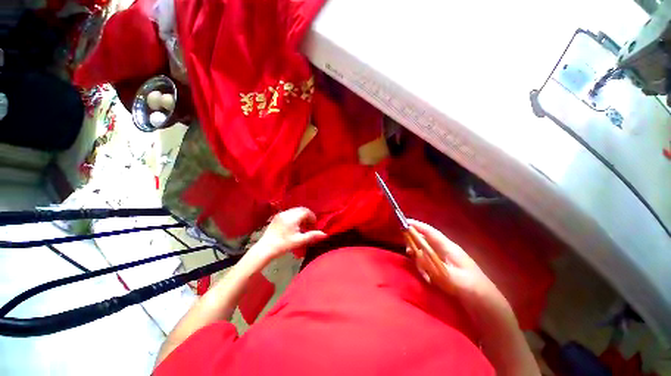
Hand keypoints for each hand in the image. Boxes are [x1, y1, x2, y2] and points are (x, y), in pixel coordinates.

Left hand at [245, 207, 326, 268]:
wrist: (265, 248)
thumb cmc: (283, 245)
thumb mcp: (299, 241)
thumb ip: (312, 236)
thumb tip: (324, 234)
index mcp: (292, 218)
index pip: (306, 212)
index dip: (312, 217)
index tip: (314, 224)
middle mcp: (286, 213)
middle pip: (301, 209)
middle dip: (307, 215)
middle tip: (309, 225)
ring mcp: (280, 214)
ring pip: (295, 210)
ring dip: (301, 215)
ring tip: (302, 226)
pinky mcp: (277, 217)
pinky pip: (289, 212)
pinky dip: (294, 216)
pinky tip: (294, 225)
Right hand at [408, 219, 514, 323]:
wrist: (486, 304)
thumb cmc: (472, 288)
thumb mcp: (452, 277)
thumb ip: (433, 265)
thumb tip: (416, 253)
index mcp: (449, 248)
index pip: (430, 232)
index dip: (417, 226)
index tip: (404, 222)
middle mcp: (446, 251)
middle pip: (426, 240)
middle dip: (415, 243)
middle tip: (409, 251)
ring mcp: (445, 260)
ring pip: (426, 252)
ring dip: (420, 259)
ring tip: (423, 273)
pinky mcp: (444, 269)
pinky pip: (429, 263)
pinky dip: (425, 268)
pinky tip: (428, 278)